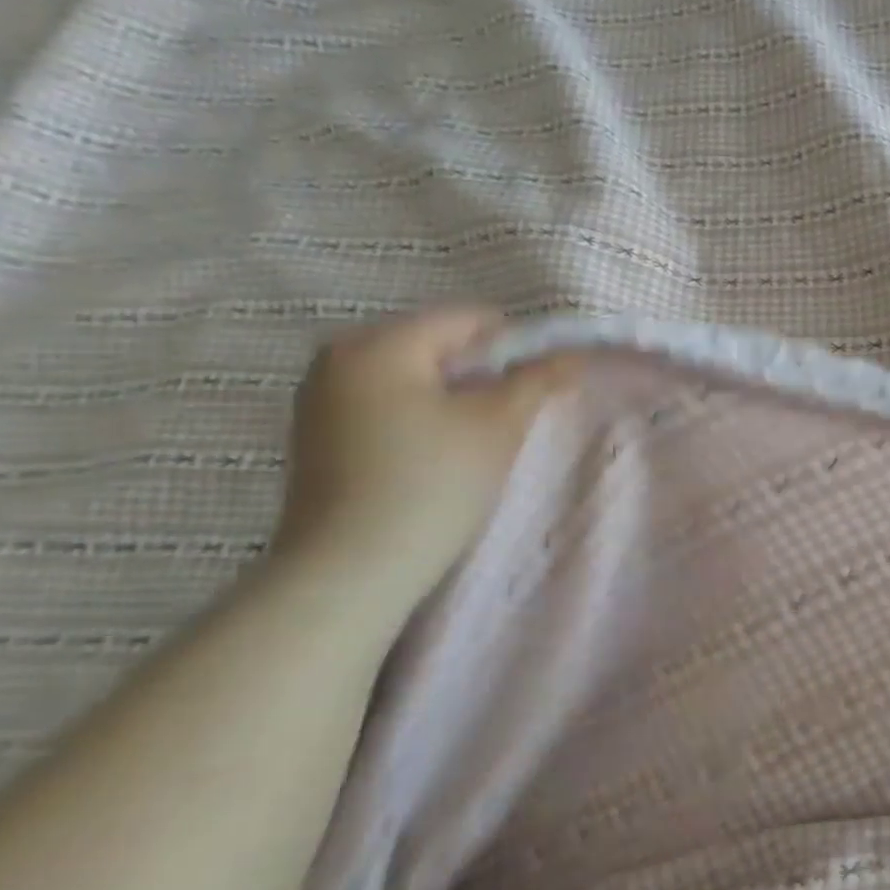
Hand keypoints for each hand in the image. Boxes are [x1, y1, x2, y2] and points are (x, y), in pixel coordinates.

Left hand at [270, 308, 585, 594]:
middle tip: (514, 411)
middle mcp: (339, 358)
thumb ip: (538, 380)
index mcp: (380, 343)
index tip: (543, 381)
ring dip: (454, 394)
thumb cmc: (433, 483)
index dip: (517, 343)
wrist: (352, 571)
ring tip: (480, 435)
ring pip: (412, 376)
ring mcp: (320, 398)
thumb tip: (571, 354)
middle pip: (437, 343)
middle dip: (483, 370)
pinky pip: (386, 403)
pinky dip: (422, 414)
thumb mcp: (499, 425)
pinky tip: (440, 452)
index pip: (467, 318)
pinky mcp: (318, 436)